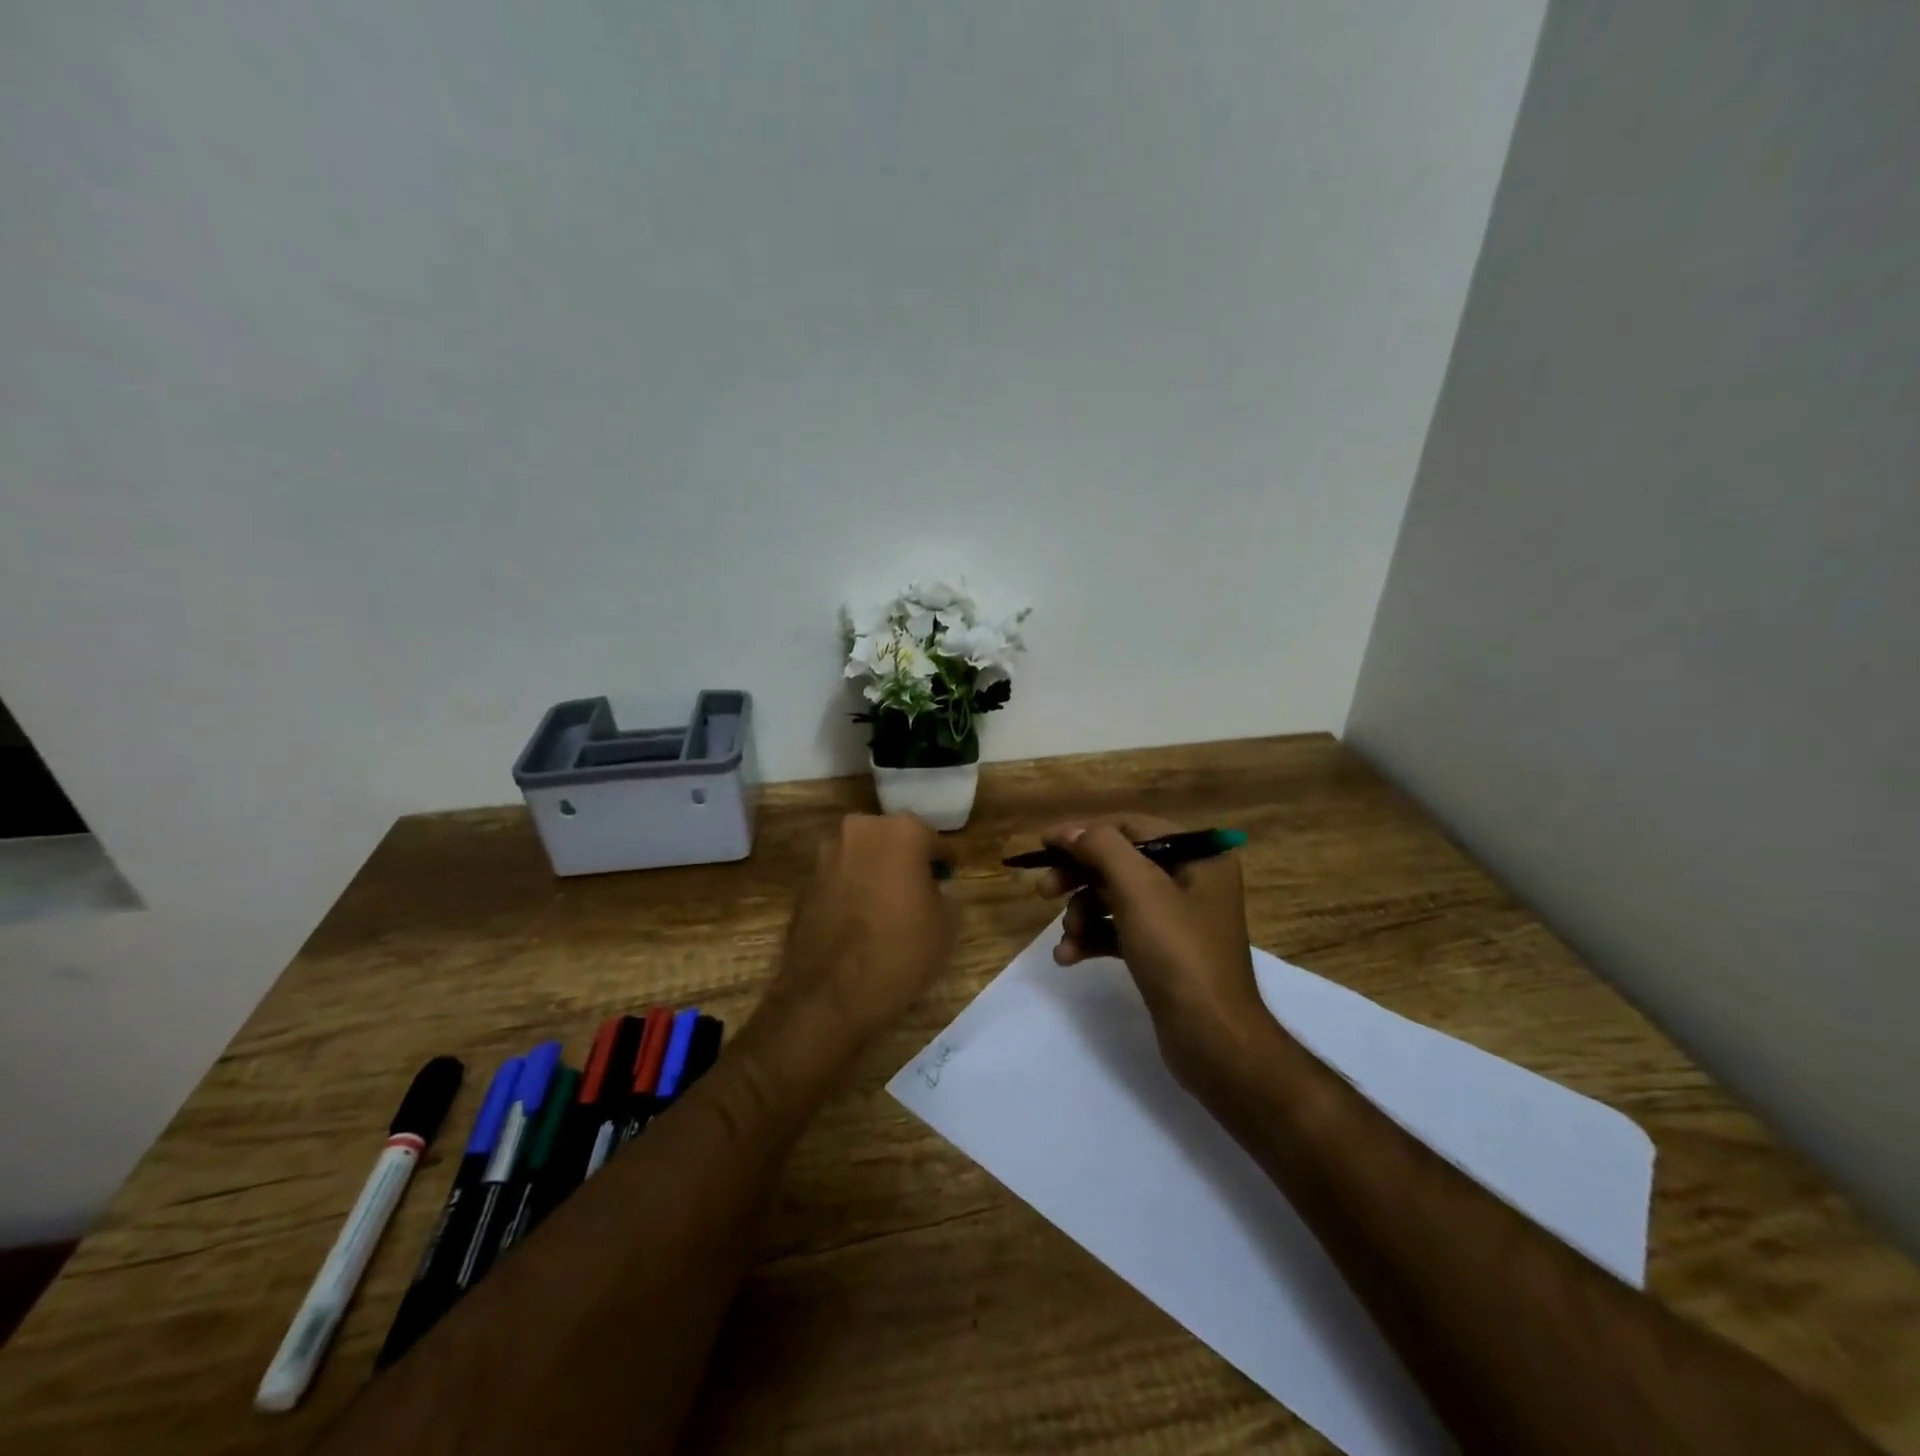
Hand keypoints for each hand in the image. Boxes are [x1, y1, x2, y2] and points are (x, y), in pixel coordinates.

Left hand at [771, 813, 955, 1041]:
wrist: (830, 994)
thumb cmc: (900, 951)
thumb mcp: (946, 924)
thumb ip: (943, 894)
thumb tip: (932, 889)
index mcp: (903, 832)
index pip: (936, 841)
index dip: (946, 862)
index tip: (952, 877)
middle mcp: (861, 831)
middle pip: (894, 841)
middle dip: (907, 861)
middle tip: (921, 890)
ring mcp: (827, 855)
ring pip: (864, 857)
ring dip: (877, 874)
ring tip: (889, 908)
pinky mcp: (805, 883)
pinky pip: (840, 880)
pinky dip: (853, 892)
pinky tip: (861, 921)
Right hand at [1036, 814, 1267, 1085]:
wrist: (1213, 1040)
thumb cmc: (1179, 953)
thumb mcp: (1139, 890)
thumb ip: (1102, 848)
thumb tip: (1071, 832)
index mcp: (1199, 855)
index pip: (1131, 827)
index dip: (1084, 832)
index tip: (1044, 845)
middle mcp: (1192, 879)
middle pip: (1120, 863)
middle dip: (1079, 877)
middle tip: (1043, 891)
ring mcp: (1177, 918)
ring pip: (1115, 899)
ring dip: (1083, 913)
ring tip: (1067, 936)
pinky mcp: (1164, 951)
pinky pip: (1120, 931)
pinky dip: (1094, 938)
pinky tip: (1068, 956)